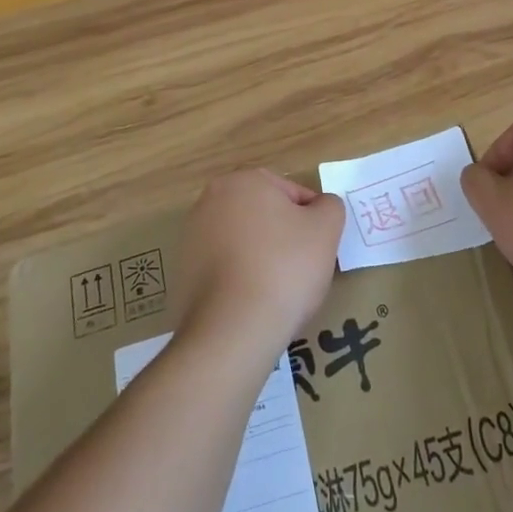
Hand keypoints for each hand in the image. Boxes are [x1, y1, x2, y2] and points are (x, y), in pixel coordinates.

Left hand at [176, 170, 344, 356]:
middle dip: (283, 237)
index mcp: (244, 181)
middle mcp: (211, 200)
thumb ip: (330, 207)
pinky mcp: (182, 273)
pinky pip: (224, 268)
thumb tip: (320, 207)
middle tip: (301, 269)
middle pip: (264, 215)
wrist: (232, 331)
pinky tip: (252, 303)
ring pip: (243, 242)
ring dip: (261, 258)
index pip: (292, 193)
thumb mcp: (326, 229)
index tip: (318, 250)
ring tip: (276, 291)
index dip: (312, 221)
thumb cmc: (284, 268)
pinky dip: (239, 280)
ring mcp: (192, 237)